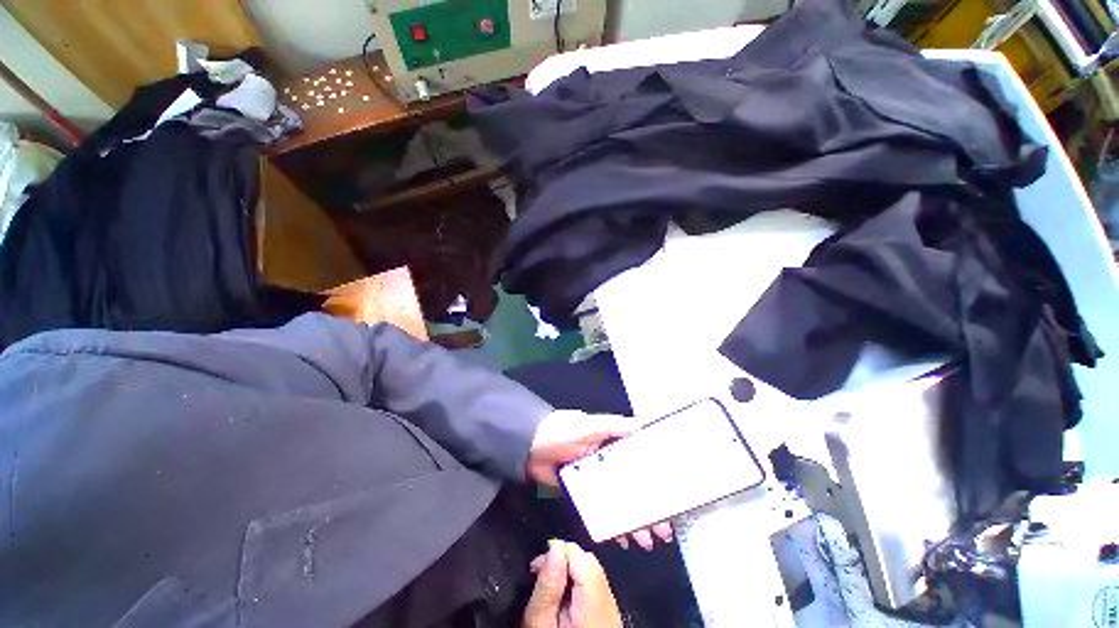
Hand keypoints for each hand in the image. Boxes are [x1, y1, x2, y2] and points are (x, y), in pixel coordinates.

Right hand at [523, 540, 622, 627]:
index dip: (561, 551)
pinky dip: (578, 582)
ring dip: (571, 569)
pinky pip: (595, 586)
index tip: (538, 563)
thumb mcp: (540, 625)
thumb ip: (548, 587)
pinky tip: (564, 597)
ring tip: (550, 585)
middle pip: (590, 563)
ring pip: (593, 572)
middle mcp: (609, 606)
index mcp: (594, 608)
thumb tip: (554, 548)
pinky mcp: (609, 616)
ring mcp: (612, 611)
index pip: (583, 560)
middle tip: (540, 573)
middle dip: (565, 559)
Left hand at [527, 410, 674, 550]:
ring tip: (648, 540)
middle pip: (633, 486)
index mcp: (610, 445)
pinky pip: (600, 511)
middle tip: (664, 530)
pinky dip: (611, 524)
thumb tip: (644, 423)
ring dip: (633, 520)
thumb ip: (614, 426)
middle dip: (649, 507)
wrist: (528, 446)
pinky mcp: (581, 494)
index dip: (655, 478)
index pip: (639, 462)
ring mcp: (593, 480)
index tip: (672, 496)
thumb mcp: (588, 425)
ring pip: (619, 502)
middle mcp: (606, 463)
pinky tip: (622, 539)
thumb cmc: (561, 431)